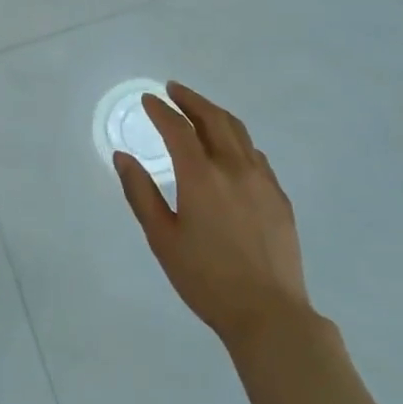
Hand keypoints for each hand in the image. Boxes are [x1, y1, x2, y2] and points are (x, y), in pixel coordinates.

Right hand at [114, 81, 312, 348]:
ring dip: (215, 114)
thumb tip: (123, 157)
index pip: (178, 128)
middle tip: (174, 90)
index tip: (149, 99)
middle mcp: (234, 167)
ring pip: (239, 132)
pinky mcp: (279, 196)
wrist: (269, 313)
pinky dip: (237, 140)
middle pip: (213, 118)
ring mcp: (262, 180)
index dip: (161, 110)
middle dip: (191, 100)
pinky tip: (231, 149)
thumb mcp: (162, 238)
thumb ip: (140, 193)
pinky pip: (255, 154)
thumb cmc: (206, 279)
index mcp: (201, 176)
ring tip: (200, 110)